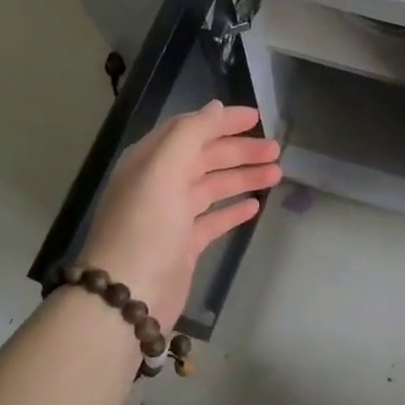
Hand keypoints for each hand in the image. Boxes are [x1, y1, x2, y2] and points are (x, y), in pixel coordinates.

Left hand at [79, 101, 282, 324]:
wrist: (128, 297)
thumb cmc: (146, 226)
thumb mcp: (164, 169)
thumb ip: (190, 133)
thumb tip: (216, 108)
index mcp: (150, 160)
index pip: (189, 129)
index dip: (221, 121)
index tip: (256, 117)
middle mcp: (159, 183)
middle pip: (204, 157)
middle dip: (239, 150)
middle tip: (276, 150)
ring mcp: (171, 216)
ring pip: (212, 187)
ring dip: (242, 177)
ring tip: (276, 174)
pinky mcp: (183, 245)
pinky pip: (212, 219)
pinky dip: (232, 210)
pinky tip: (255, 206)